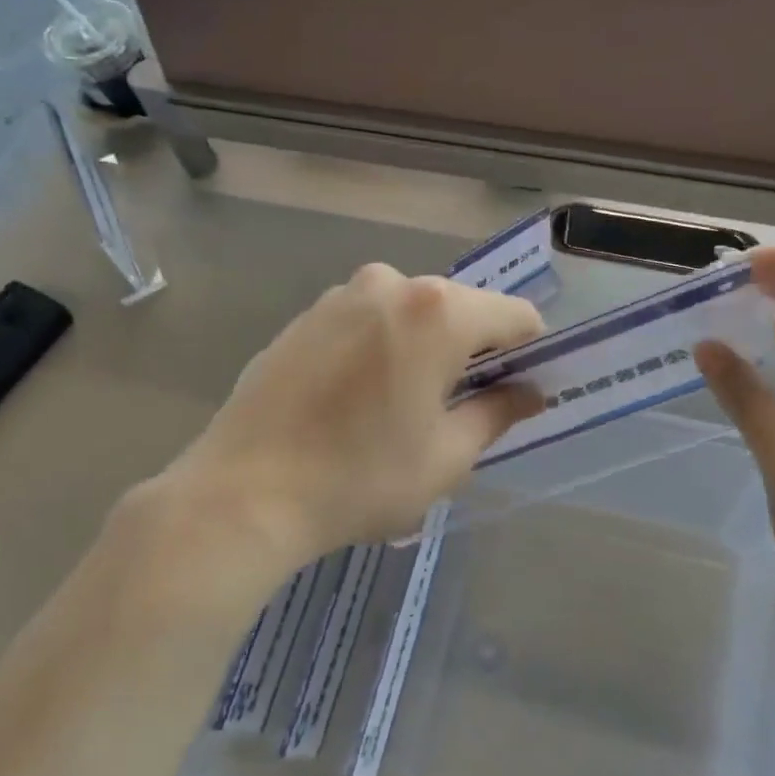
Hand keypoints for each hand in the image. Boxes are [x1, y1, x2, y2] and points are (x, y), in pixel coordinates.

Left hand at [166, 263, 544, 578]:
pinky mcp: (304, 316)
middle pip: (460, 310)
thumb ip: (498, 413)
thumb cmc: (361, 478)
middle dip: (471, 352)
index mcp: (437, 311)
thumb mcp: (446, 456)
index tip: (517, 393)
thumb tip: (530, 392)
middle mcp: (390, 283)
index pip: (515, 317)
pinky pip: (366, 323)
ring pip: (410, 315)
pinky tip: (354, 401)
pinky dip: (379, 349)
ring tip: (398, 409)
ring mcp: (340, 295)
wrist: (244, 492)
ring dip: (422, 349)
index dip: (527, 354)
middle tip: (457, 410)